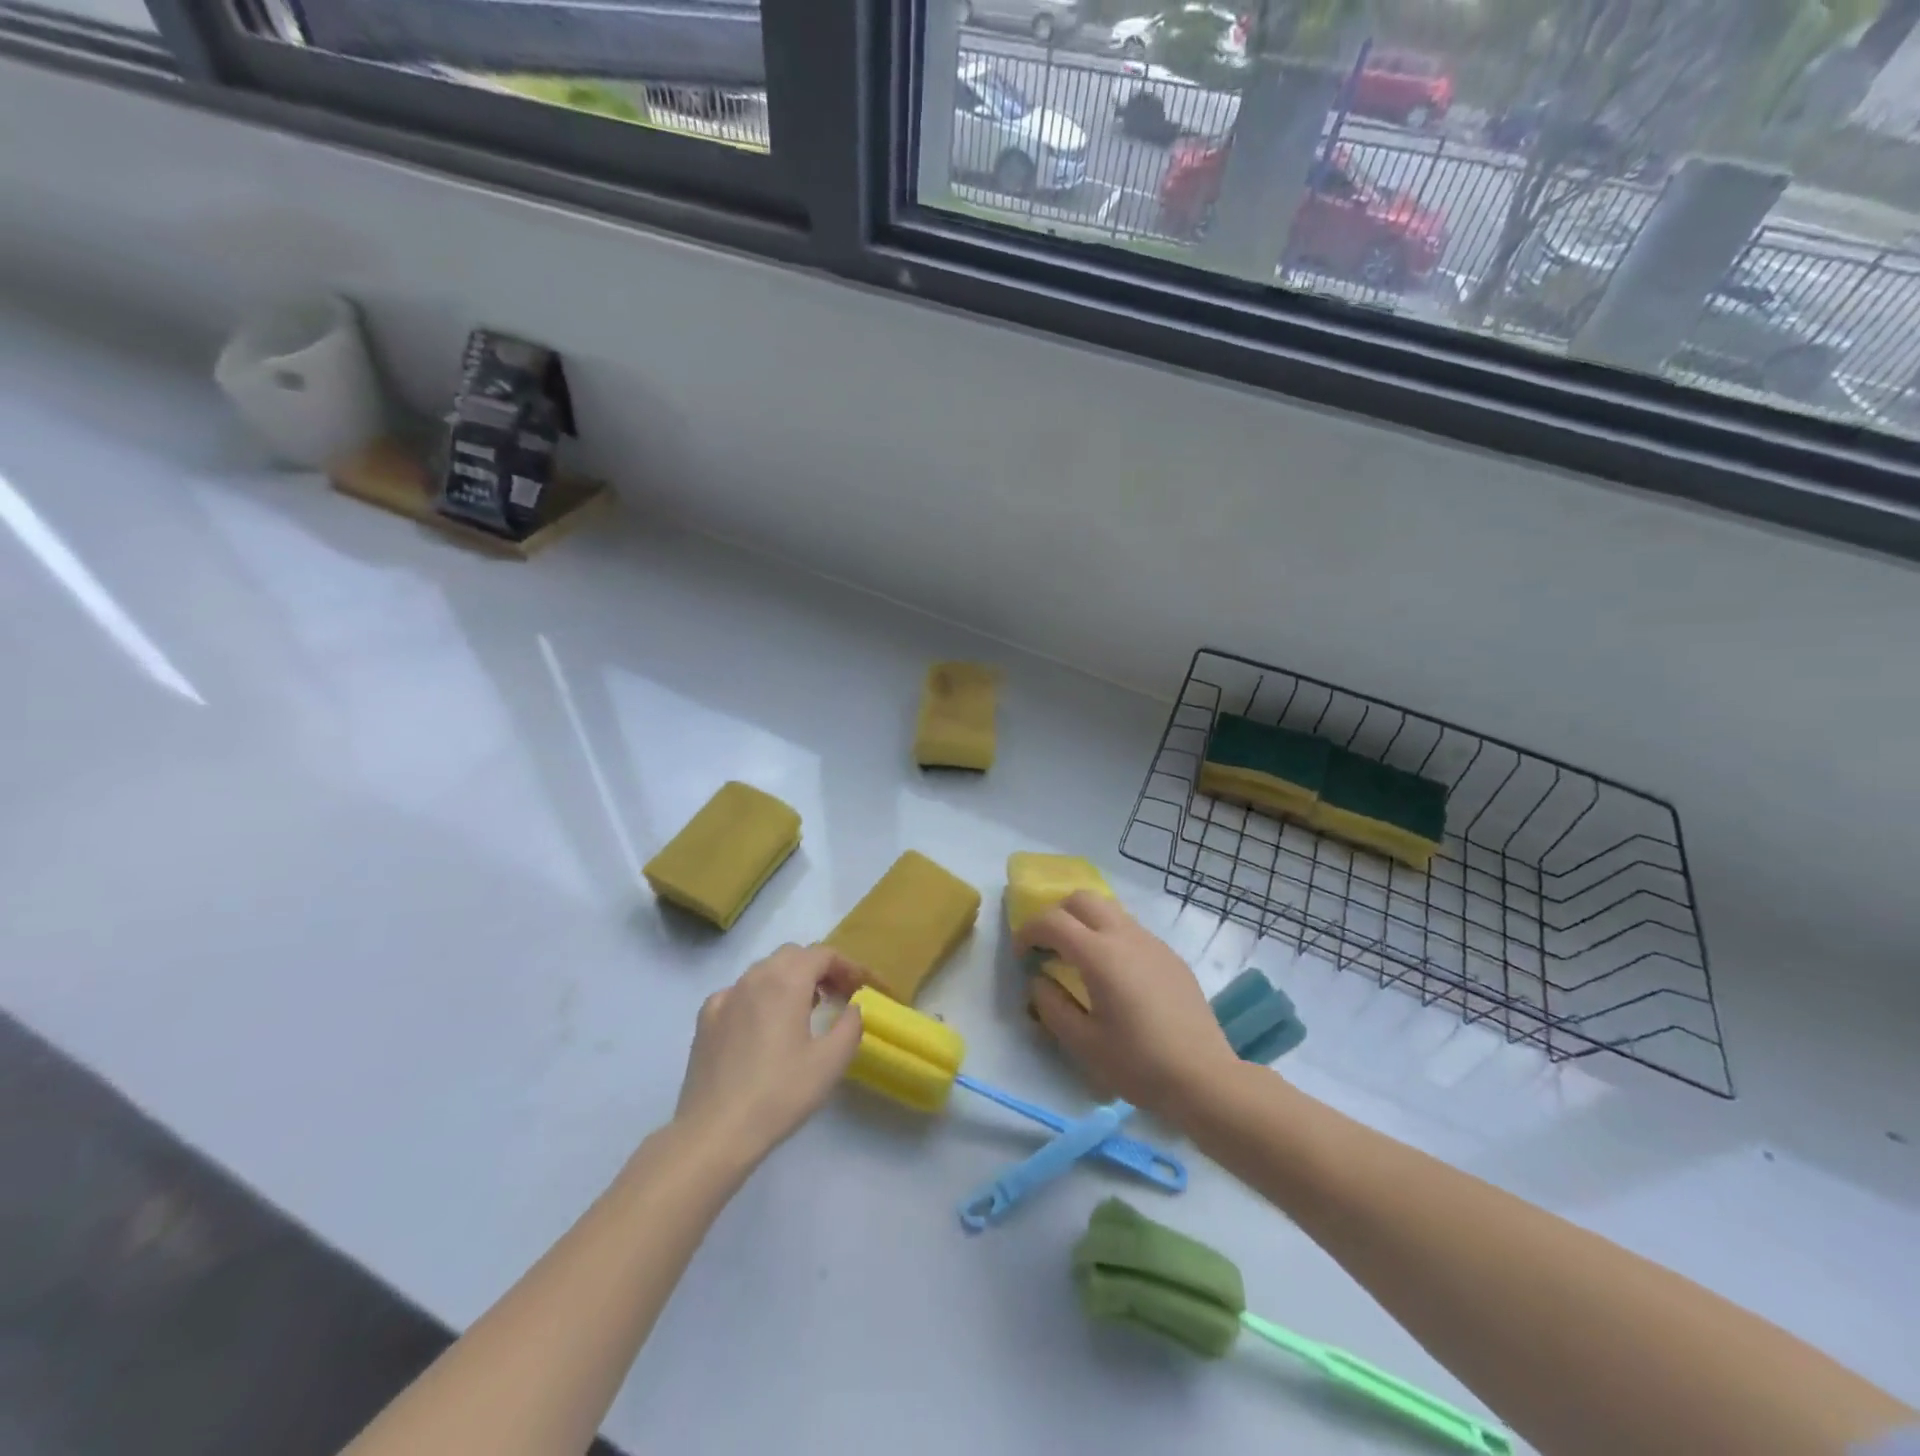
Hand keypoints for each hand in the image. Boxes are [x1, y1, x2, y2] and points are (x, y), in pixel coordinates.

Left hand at [674, 944, 863, 1163]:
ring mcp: (726, 996)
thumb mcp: (830, 1062)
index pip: (822, 954)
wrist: (714, 1132)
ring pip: (763, 971)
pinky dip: (758, 997)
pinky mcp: (706, 1019)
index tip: (859, 988)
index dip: (846, 966)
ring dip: (788, 979)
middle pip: (792, 955)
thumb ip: (850, 1025)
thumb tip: (851, 1007)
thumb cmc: (779, 1094)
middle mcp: (754, 978)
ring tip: (803, 1010)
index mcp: (786, 981)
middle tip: (835, 995)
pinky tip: (761, 1026)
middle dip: (817, 968)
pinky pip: (739, 992)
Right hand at [1019, 893, 1238, 1123]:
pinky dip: (1111, 938)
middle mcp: (1126, 936)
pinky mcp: (1171, 957)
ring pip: (1110, 910)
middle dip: (1058, 914)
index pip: (1053, 921)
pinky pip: (1132, 931)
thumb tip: (1040, 981)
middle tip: (1049, 948)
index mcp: (1100, 955)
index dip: (1029, 931)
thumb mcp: (1083, 1043)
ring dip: (1086, 923)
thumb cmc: (1138, 1064)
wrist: (1204, 1078)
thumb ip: (1052, 1006)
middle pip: (1083, 899)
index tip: (1022, 955)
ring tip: (1080, 960)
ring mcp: (1153, 943)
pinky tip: (1115, 977)